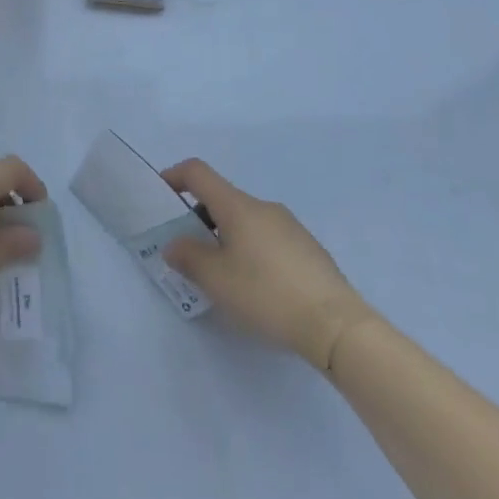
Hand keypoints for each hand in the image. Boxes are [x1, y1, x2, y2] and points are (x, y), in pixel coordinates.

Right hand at [160, 159, 373, 370]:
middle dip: (199, 218)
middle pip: (222, 199)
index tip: (161, 196)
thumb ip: (187, 256)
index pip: (198, 172)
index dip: (174, 176)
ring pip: (245, 220)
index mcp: (238, 206)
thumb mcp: (216, 279)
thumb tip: (175, 244)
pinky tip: (256, 286)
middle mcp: (264, 207)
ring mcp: (290, 226)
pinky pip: (267, 238)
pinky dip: (250, 250)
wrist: (337, 326)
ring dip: (225, 236)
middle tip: (189, 253)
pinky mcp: (308, 249)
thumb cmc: (266, 293)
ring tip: (222, 275)